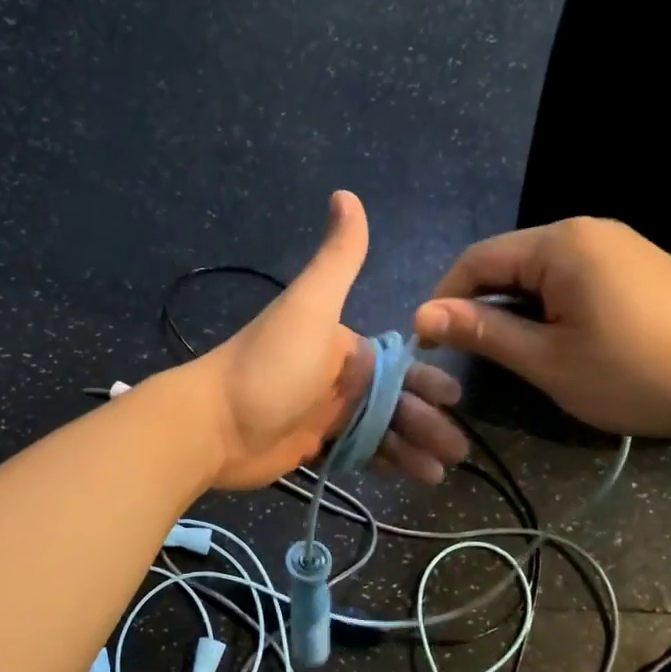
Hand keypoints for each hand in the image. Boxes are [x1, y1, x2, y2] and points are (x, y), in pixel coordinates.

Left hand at [188, 191, 468, 489]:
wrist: (211, 424)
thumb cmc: (269, 366)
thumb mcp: (309, 306)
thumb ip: (337, 258)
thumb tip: (346, 194)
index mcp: (342, 345)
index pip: (398, 364)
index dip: (427, 381)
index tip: (455, 400)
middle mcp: (338, 378)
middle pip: (394, 400)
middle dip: (428, 421)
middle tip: (460, 450)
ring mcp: (325, 414)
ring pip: (382, 430)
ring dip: (414, 447)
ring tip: (443, 472)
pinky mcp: (313, 447)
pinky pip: (361, 454)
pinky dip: (388, 464)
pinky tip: (415, 477)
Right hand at [413, 218, 670, 441]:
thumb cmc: (635, 374)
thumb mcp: (548, 360)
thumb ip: (482, 331)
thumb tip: (421, 315)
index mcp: (560, 244)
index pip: (477, 260)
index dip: (445, 300)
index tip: (430, 344)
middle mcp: (587, 229)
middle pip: (509, 260)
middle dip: (480, 303)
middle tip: (469, 353)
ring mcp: (619, 244)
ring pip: (541, 270)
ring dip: (515, 306)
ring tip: (511, 350)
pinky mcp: (640, 264)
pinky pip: (574, 275)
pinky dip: (550, 303)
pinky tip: (558, 337)